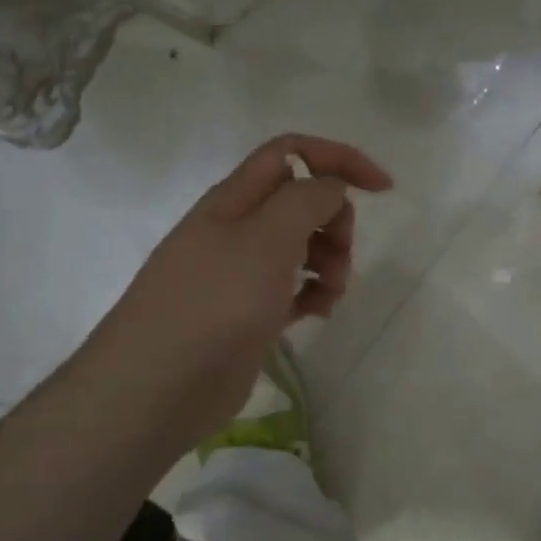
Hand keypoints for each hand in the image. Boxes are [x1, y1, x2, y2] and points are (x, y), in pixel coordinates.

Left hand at [90, 134, 392, 440]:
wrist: (158, 386)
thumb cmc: (215, 303)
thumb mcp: (265, 240)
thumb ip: (306, 201)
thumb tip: (333, 187)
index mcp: (235, 199)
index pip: (291, 154)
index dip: (338, 160)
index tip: (382, 189)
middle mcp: (237, 230)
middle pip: (300, 202)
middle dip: (334, 220)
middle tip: (342, 253)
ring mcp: (241, 274)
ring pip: (301, 247)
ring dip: (329, 261)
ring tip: (332, 292)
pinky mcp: (249, 314)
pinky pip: (292, 289)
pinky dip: (313, 294)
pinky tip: (318, 313)